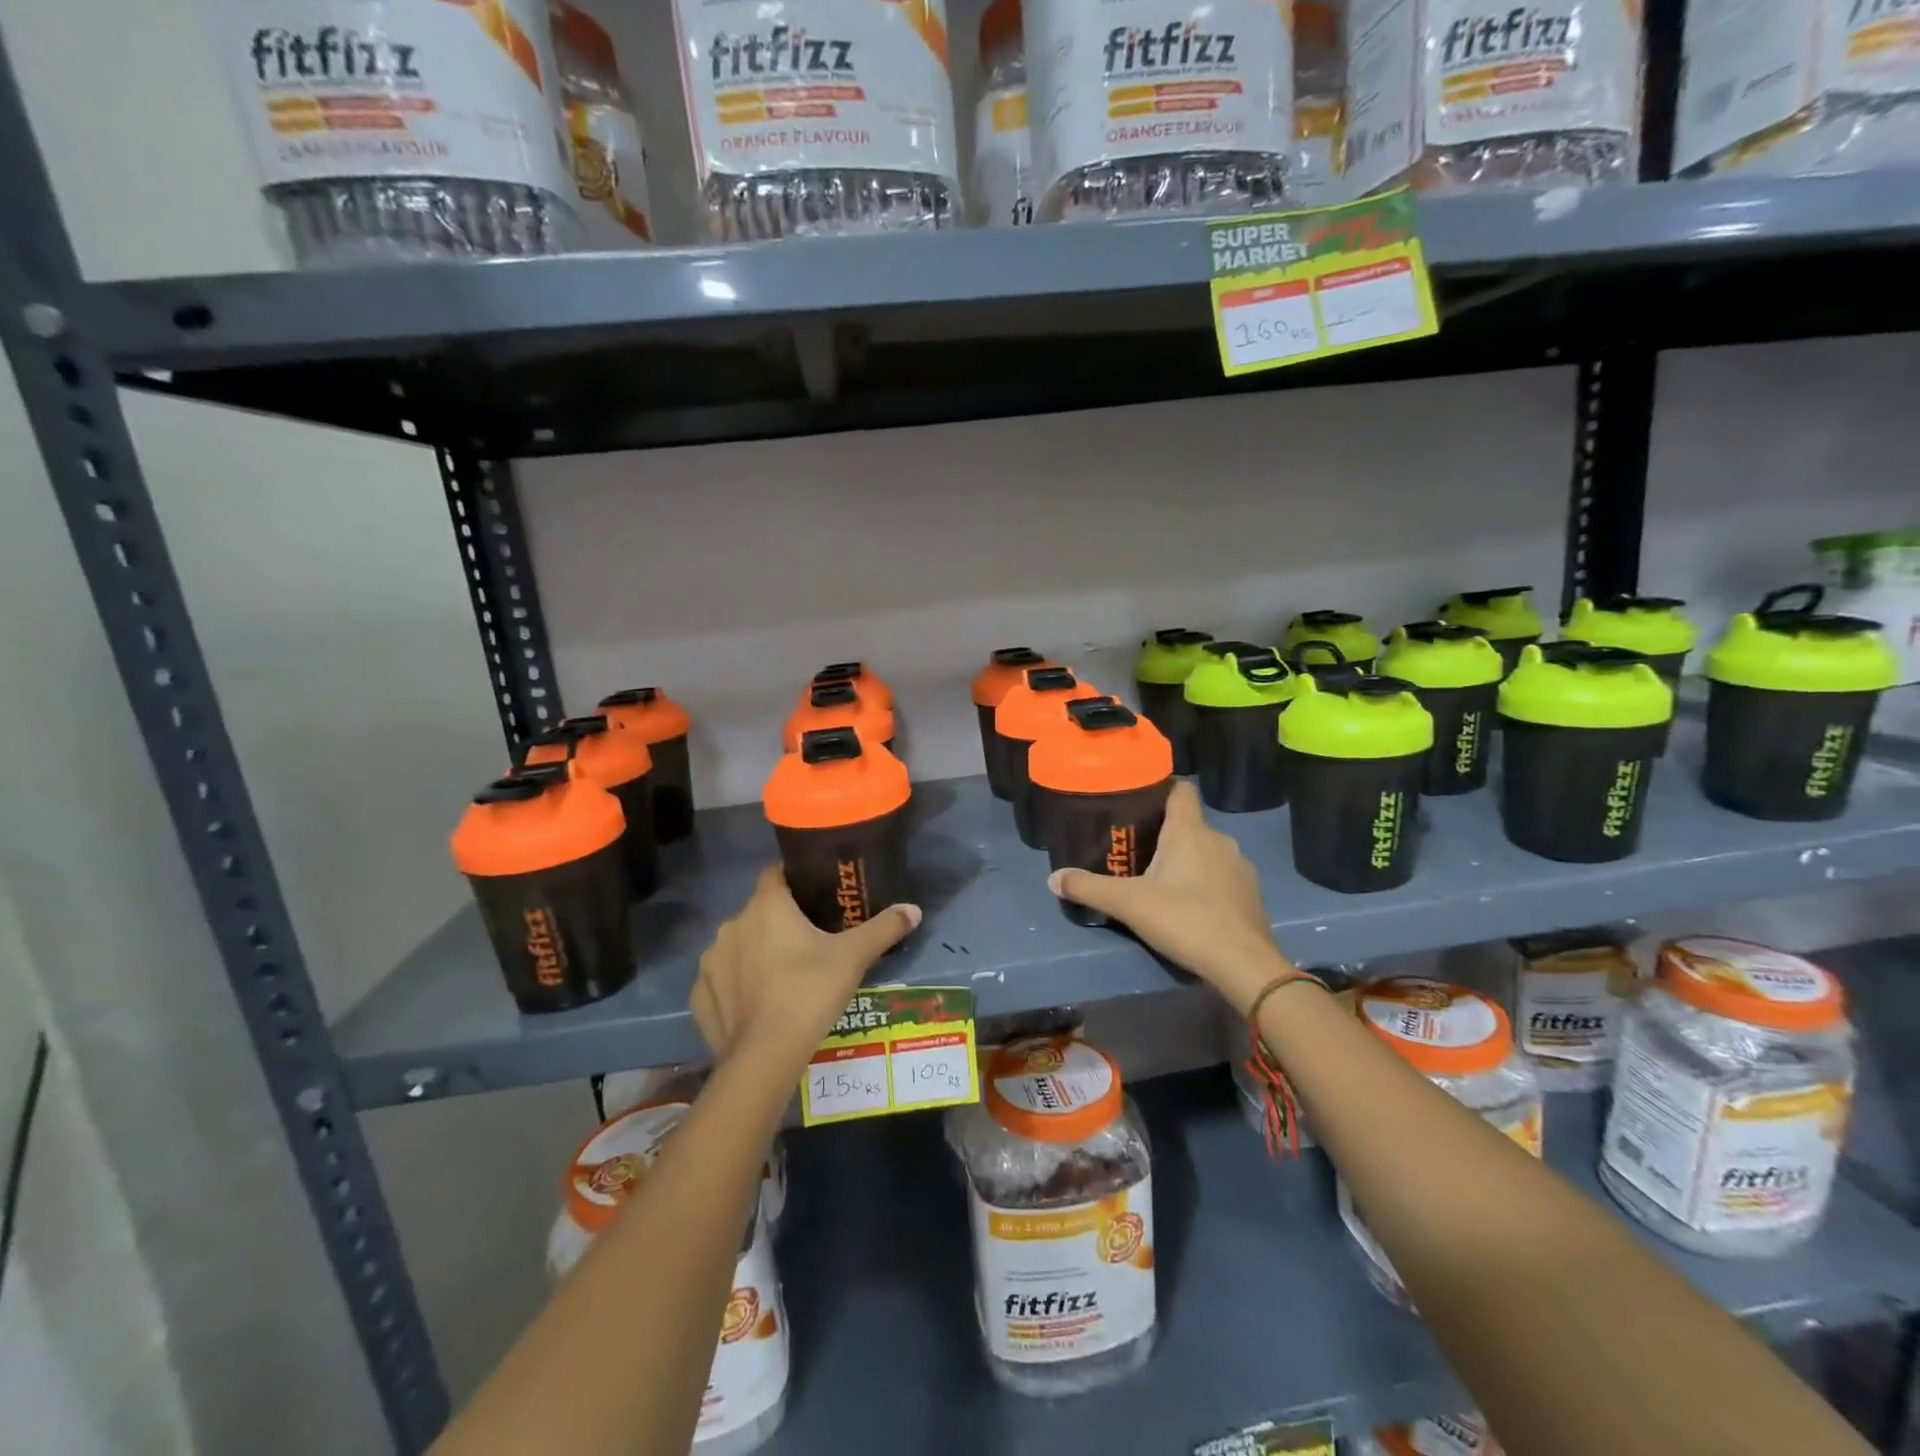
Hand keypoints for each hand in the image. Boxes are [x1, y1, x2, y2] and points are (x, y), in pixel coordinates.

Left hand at [691, 866, 920, 1068]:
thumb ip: (884, 928)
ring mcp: (711, 962)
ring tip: (782, 979)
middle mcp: (732, 925)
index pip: (775, 875)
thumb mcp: (854, 957)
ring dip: (754, 955)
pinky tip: (756, 1007)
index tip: (813, 897)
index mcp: (766, 906)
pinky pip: (720, 982)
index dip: (793, 881)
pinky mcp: (698, 996)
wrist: (765, 1055)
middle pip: (757, 913)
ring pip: (737, 947)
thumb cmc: (810, 991)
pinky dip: (735, 988)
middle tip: (807, 945)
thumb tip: (914, 909)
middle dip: (777, 923)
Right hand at [1047, 781, 1293, 1009]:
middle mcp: (1218, 839)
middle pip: (1188, 823)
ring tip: (1159, 879)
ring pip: (1206, 850)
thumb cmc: (1185, 920)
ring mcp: (1239, 866)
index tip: (1137, 800)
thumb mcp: (1129, 904)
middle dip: (1164, 832)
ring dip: (1186, 859)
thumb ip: (1090, 888)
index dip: (1160, 787)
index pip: (1180, 789)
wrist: (1244, 964)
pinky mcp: (1250, 893)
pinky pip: (1221, 875)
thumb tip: (1053, 879)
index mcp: (1189, 831)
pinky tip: (1189, 905)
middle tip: (1134, 849)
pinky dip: (1205, 882)